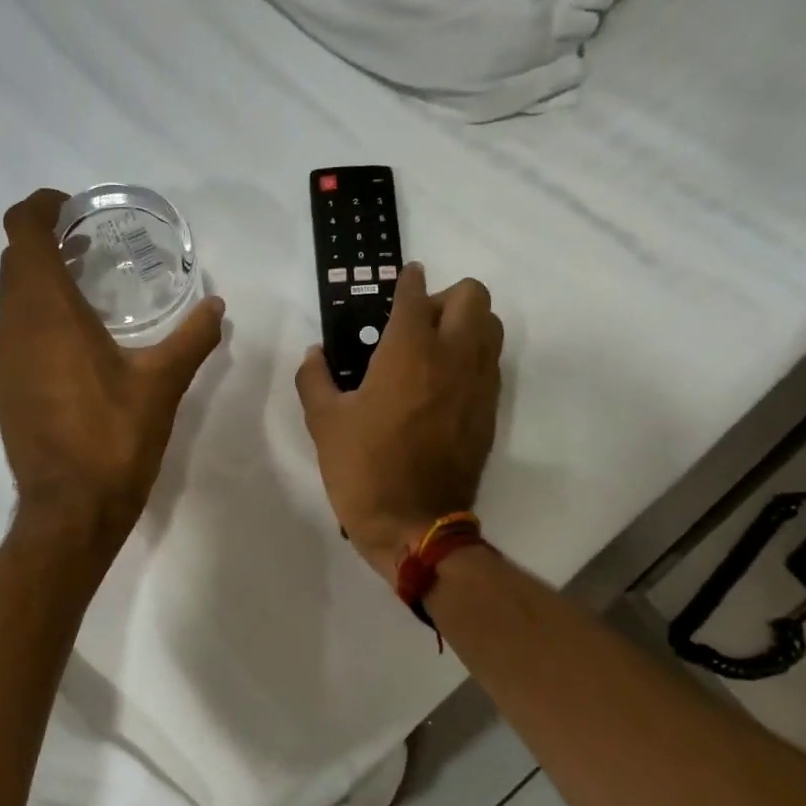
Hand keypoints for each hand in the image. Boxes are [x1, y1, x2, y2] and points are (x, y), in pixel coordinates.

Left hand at [0, 190, 225, 552]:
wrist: (71, 510)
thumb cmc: (115, 438)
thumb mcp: (162, 384)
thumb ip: (191, 338)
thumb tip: (216, 306)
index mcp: (47, 310)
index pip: (23, 229)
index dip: (42, 206)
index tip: (74, 209)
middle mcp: (12, 326)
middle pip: (15, 261)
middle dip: (47, 244)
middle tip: (91, 250)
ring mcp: (1, 359)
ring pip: (11, 299)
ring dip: (40, 284)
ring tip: (88, 295)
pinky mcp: (3, 388)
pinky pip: (13, 334)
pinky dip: (36, 321)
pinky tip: (75, 347)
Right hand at [296, 264, 502, 578]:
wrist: (414, 525)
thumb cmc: (364, 469)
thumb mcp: (324, 422)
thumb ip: (314, 378)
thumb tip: (314, 354)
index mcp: (409, 351)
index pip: (415, 294)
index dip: (407, 280)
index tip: (402, 280)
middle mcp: (454, 356)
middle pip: (472, 295)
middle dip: (444, 297)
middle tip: (415, 325)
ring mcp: (479, 384)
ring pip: (491, 326)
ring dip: (466, 324)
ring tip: (433, 352)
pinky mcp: (489, 411)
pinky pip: (491, 364)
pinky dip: (472, 358)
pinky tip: (443, 386)